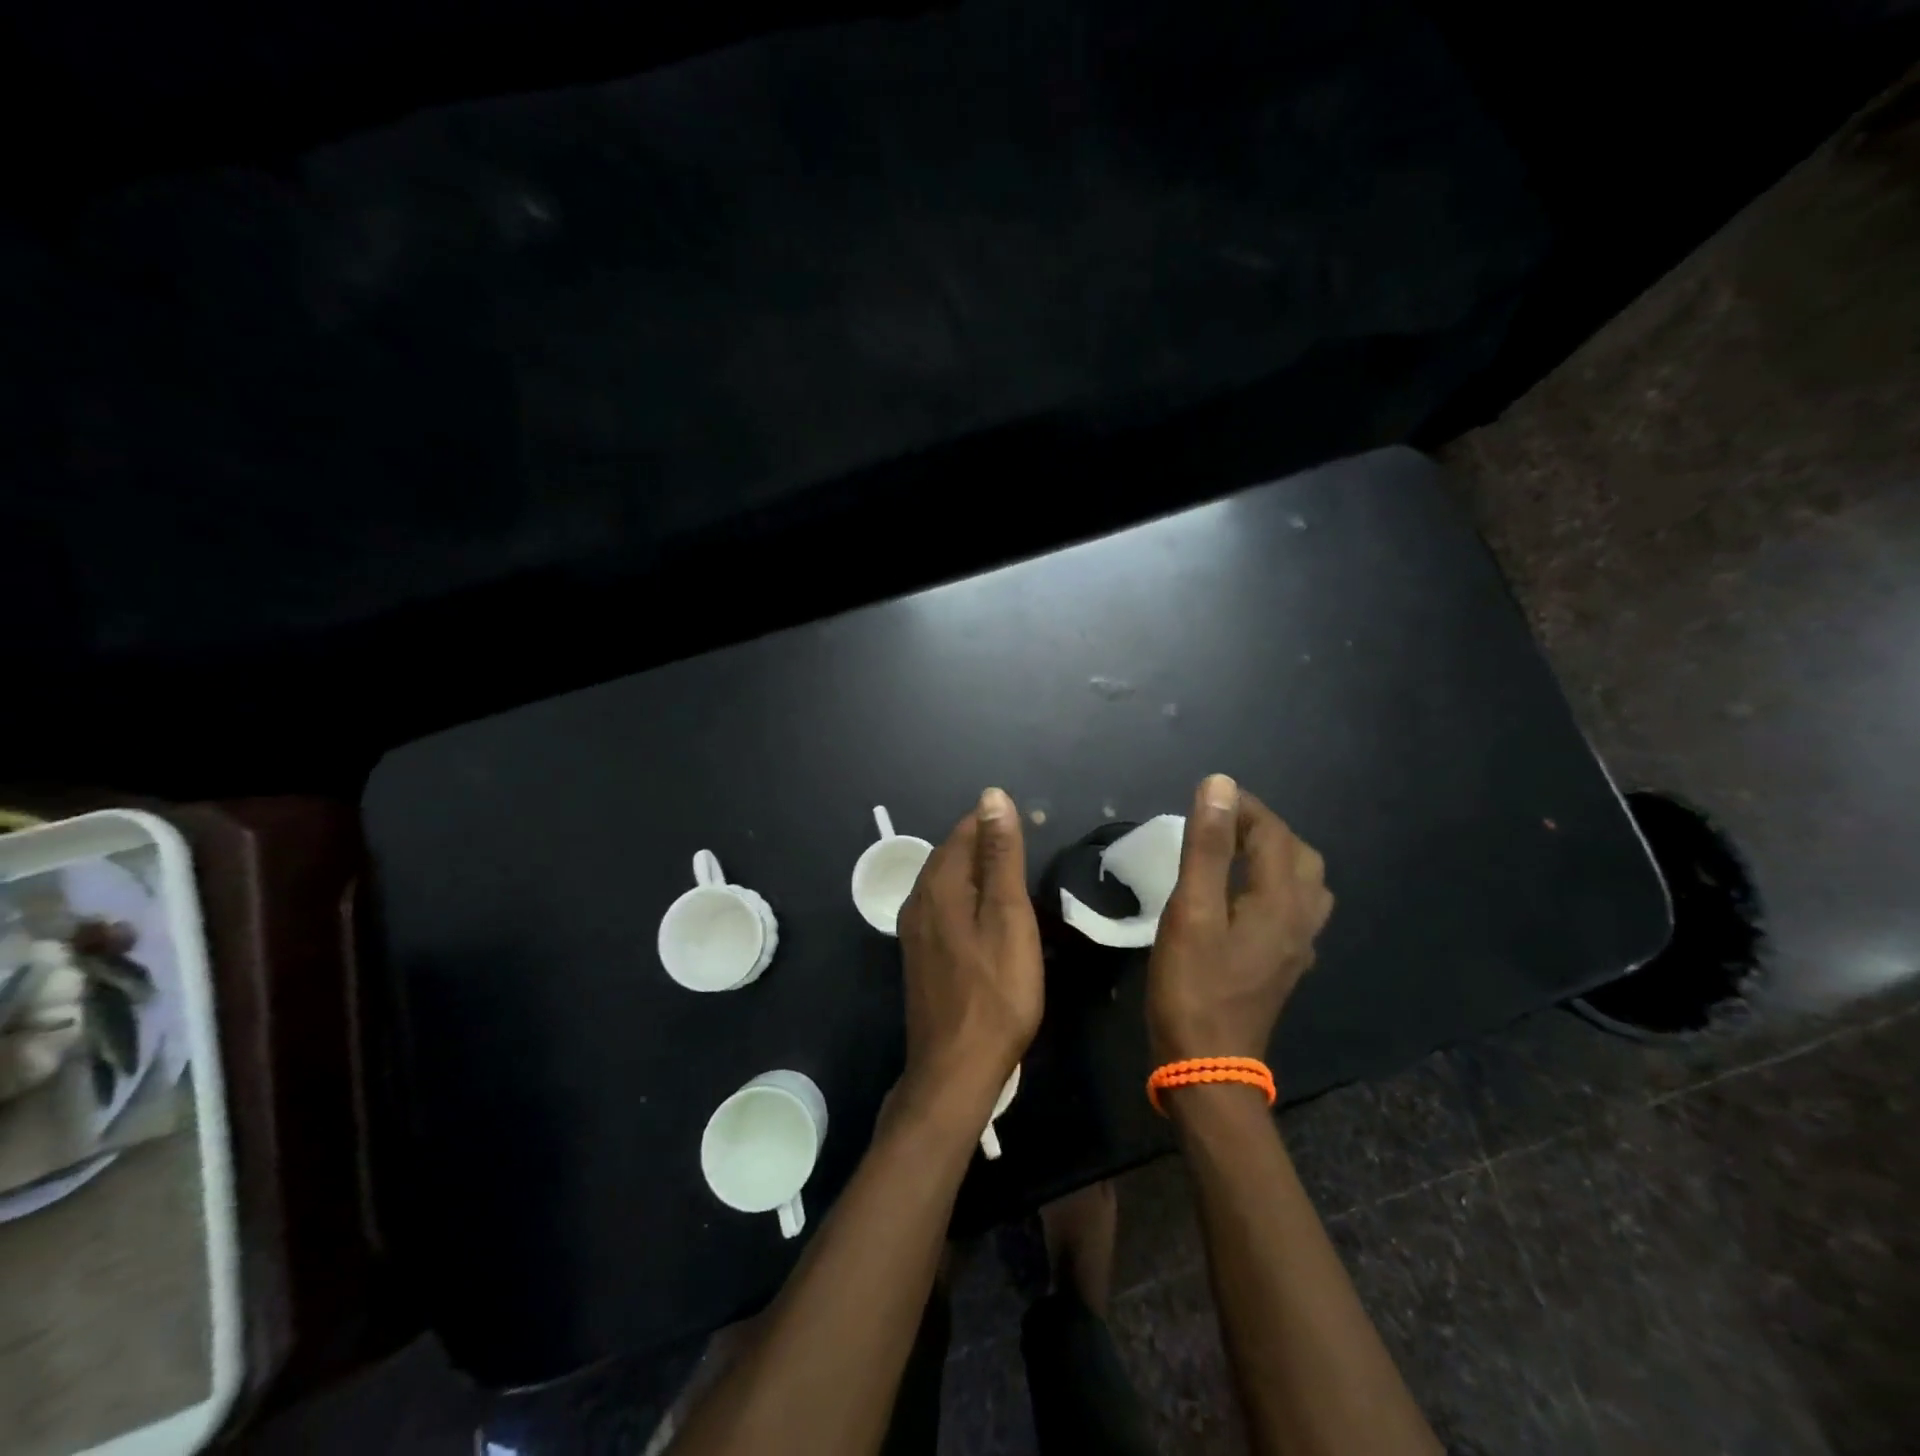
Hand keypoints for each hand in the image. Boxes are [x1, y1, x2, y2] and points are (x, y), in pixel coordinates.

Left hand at [897, 788, 1044, 1110]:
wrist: (955, 1068)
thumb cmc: (995, 992)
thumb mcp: (1008, 917)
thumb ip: (1000, 855)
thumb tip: (992, 796)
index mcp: (938, 885)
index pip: (964, 831)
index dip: (996, 823)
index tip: (1033, 826)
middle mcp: (917, 899)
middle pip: (951, 853)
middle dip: (985, 843)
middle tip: (1028, 849)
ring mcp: (914, 929)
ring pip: (945, 880)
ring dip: (976, 870)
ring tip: (1013, 878)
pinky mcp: (919, 953)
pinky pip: (941, 906)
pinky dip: (966, 897)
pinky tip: (987, 915)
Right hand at [1147, 774, 1332, 1065]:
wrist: (1208, 1065)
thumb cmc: (1193, 985)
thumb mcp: (1191, 910)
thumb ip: (1206, 847)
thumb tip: (1219, 785)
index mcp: (1280, 900)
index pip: (1273, 834)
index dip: (1244, 808)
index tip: (1207, 796)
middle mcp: (1300, 919)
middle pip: (1299, 855)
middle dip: (1263, 829)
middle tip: (1220, 825)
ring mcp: (1297, 946)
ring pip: (1304, 884)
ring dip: (1274, 857)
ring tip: (1233, 855)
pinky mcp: (1284, 965)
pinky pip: (1295, 909)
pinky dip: (1274, 886)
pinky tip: (1244, 898)